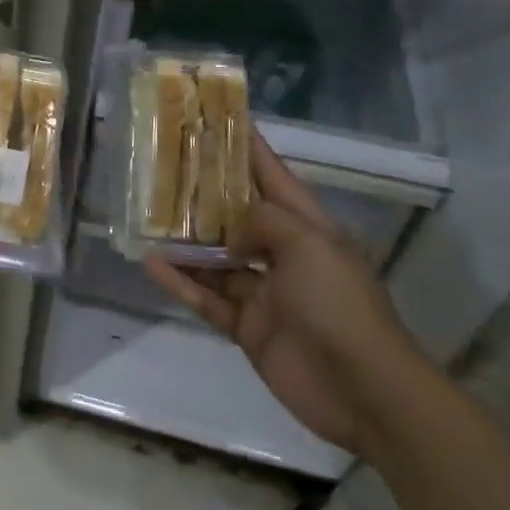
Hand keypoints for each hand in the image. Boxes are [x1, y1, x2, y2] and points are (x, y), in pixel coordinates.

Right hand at [145, 129, 419, 453]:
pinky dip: (180, 281)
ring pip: (215, 258)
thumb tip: (229, 229)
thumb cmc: (339, 305)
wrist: (363, 390)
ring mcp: (264, 292)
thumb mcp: (309, 245)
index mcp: (308, 228)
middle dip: (205, 193)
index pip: (274, 178)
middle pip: (237, 216)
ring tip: (146, 216)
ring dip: (184, 240)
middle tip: (164, 168)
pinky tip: (150, 263)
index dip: (248, 149)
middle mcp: (283, 255)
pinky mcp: (246, 326)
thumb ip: (263, 221)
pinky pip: (206, 297)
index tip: (219, 120)